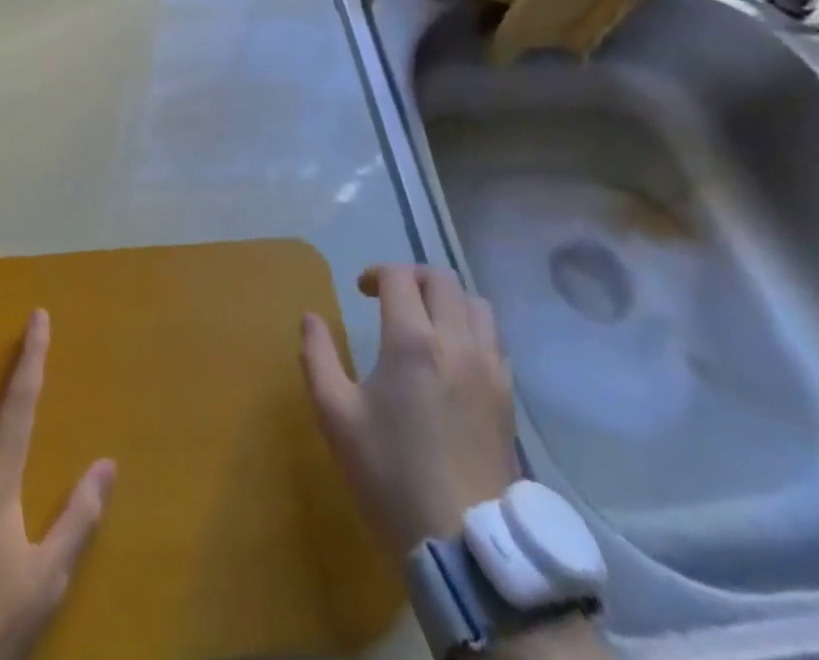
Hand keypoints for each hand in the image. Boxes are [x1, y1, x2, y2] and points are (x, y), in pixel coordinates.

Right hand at [301, 263, 517, 555]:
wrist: (463, 544)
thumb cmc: (391, 475)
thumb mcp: (336, 417)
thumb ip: (318, 358)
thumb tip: (310, 318)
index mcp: (412, 341)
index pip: (399, 277)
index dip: (376, 273)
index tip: (361, 291)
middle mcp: (456, 342)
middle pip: (442, 279)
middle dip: (412, 277)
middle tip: (391, 298)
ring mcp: (489, 368)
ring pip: (475, 304)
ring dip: (447, 300)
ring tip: (425, 322)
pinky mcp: (508, 395)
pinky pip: (493, 338)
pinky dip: (471, 328)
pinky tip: (452, 357)